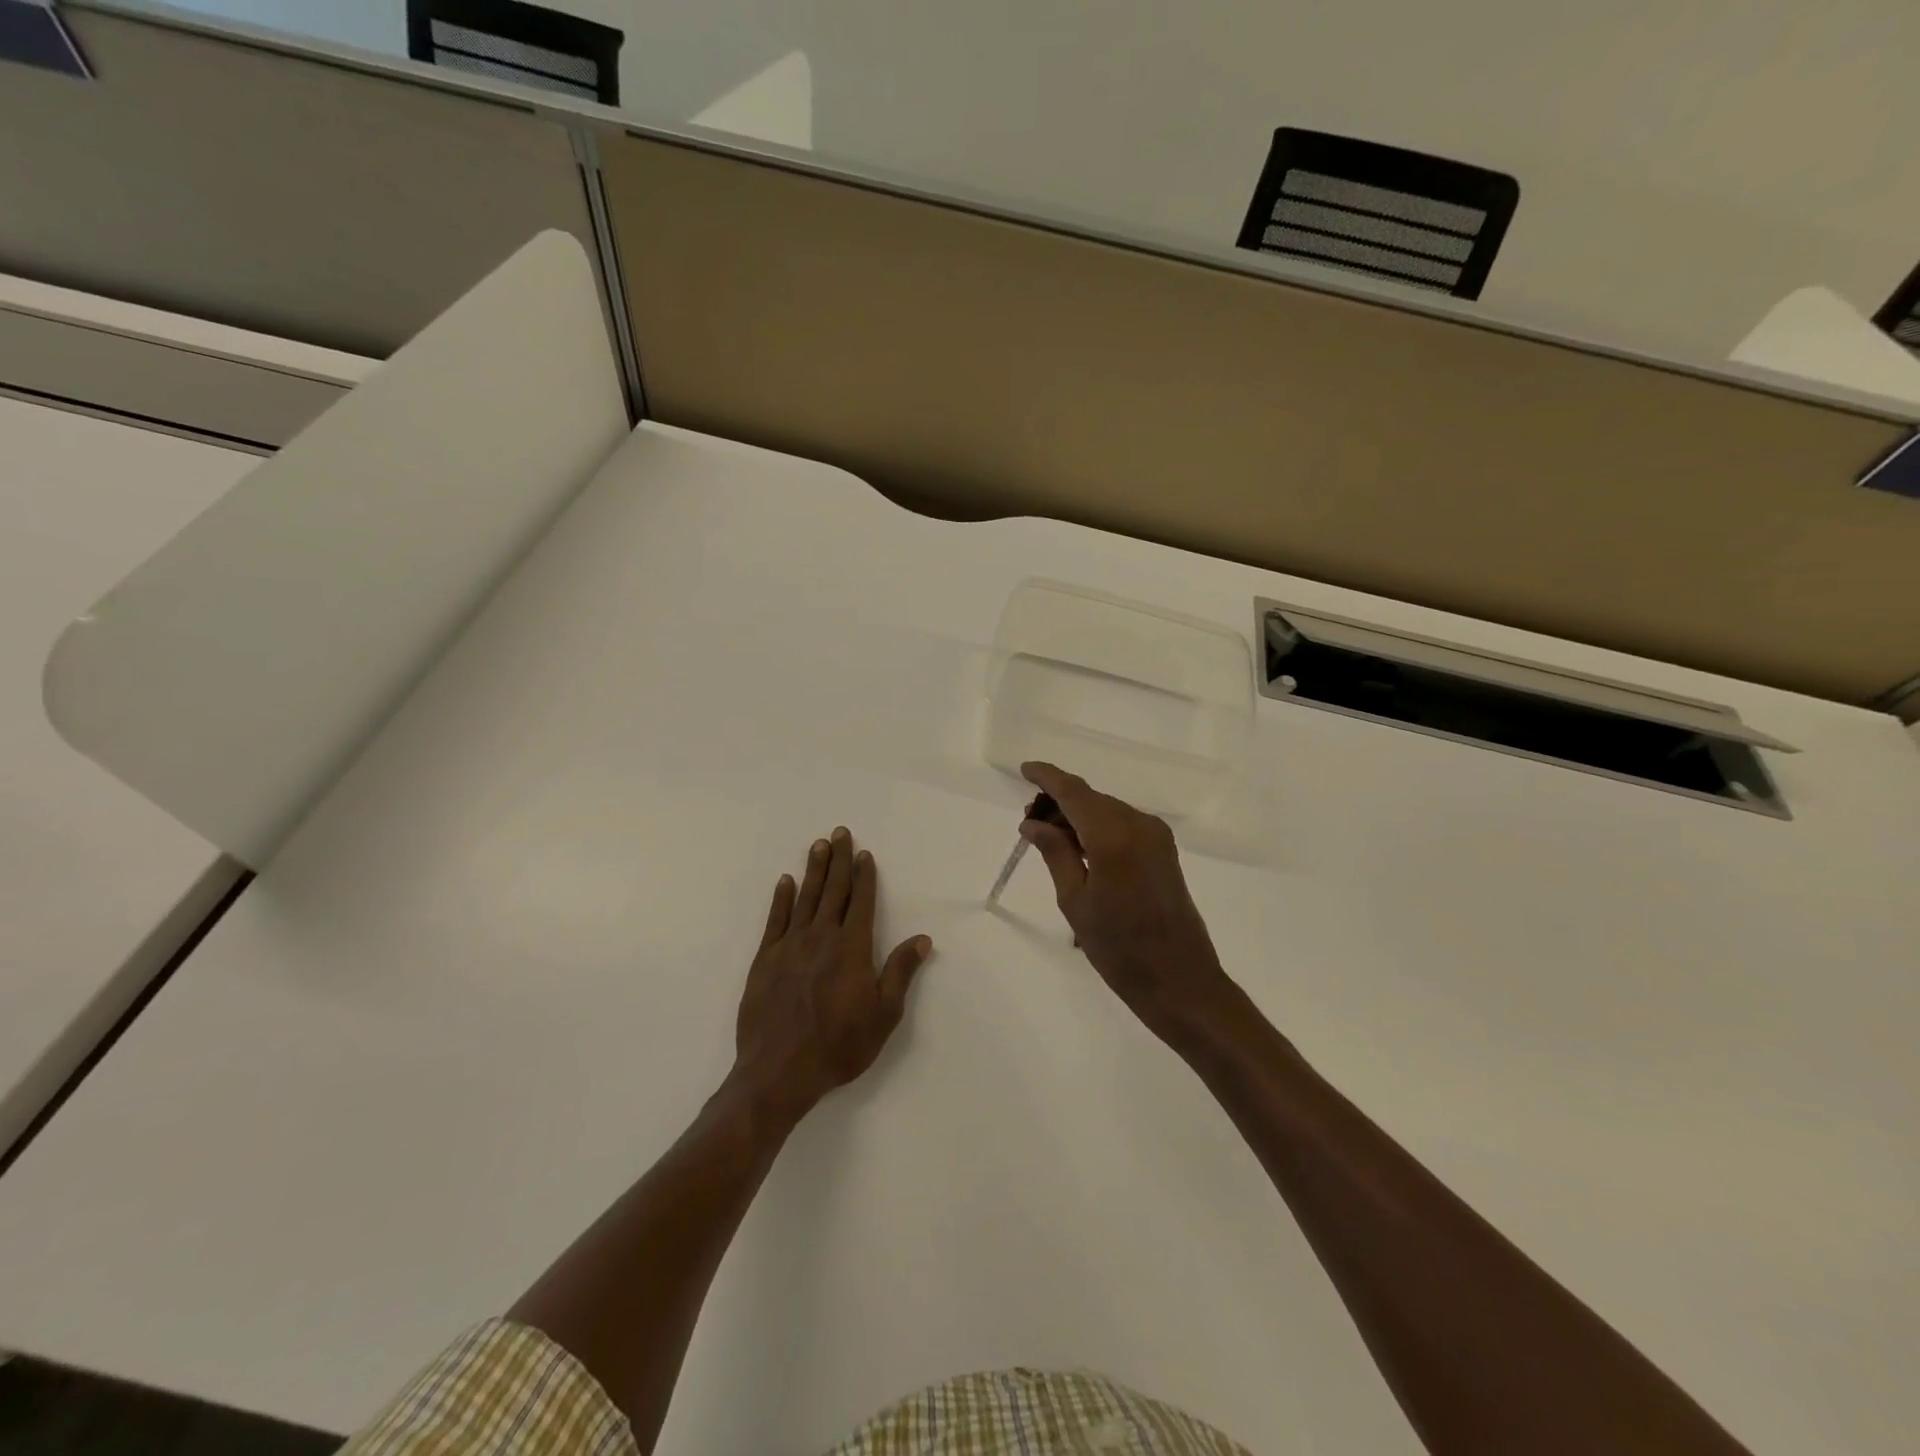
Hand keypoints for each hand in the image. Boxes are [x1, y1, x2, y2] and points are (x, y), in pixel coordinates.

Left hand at [732, 827, 931, 1125]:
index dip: (864, 876)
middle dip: (838, 860)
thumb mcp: (884, 1014)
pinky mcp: (765, 960)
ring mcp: (790, 946)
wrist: (779, 1071)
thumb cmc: (839, 1045)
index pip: (861, 902)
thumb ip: (900, 972)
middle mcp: (821, 937)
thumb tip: (922, 938)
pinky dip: (781, 899)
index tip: (864, 854)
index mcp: (852, 948)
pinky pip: (775, 920)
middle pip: (833, 891)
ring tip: (818, 845)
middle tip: (840, 833)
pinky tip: (785, 882)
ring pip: (805, 898)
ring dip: (813, 870)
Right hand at [1019, 762, 1234, 1044]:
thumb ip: (1055, 853)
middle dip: (1059, 802)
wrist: (1180, 980)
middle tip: (1030, 823)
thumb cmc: (1119, 948)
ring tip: (1050, 839)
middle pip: (1091, 798)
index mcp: (1113, 836)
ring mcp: (1156, 836)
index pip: (1074, 792)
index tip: (1025, 769)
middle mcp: (1139, 825)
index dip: (1048, 777)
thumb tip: (1032, 822)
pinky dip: (1097, 827)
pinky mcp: (1164, 850)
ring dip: (1078, 816)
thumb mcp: (1075, 901)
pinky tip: (1079, 848)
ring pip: (1107, 810)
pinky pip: (1123, 824)